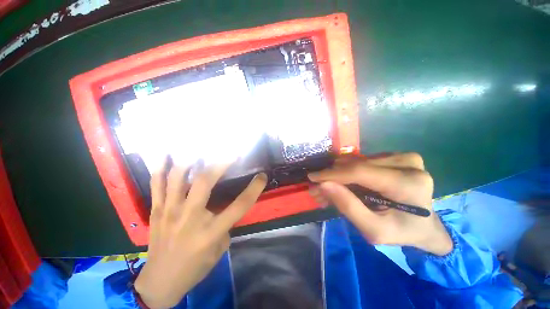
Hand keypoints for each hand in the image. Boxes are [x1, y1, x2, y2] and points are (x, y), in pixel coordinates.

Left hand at [135, 159, 266, 307]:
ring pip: (178, 177)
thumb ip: (225, 224)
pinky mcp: (156, 210)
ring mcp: (169, 211)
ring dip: (191, 158)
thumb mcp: (219, 249)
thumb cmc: (195, 267)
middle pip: (205, 181)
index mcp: (210, 231)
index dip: (254, 189)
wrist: (160, 282)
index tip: (262, 176)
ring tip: (201, 146)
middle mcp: (189, 217)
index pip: (239, 205)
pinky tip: (166, 153)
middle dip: (221, 162)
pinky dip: (161, 166)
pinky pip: (156, 184)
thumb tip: (224, 205)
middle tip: (231, 152)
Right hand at [308, 153, 452, 255]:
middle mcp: (407, 163)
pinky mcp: (395, 157)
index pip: (360, 171)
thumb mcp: (374, 230)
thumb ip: (348, 207)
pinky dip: (347, 172)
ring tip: (327, 189)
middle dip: (332, 177)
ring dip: (338, 175)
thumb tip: (323, 185)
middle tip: (317, 189)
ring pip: (356, 161)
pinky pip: (362, 161)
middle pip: (356, 165)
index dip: (332, 174)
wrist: (425, 226)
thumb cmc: (401, 232)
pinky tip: (340, 184)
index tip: (312, 177)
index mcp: (408, 184)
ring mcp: (402, 157)